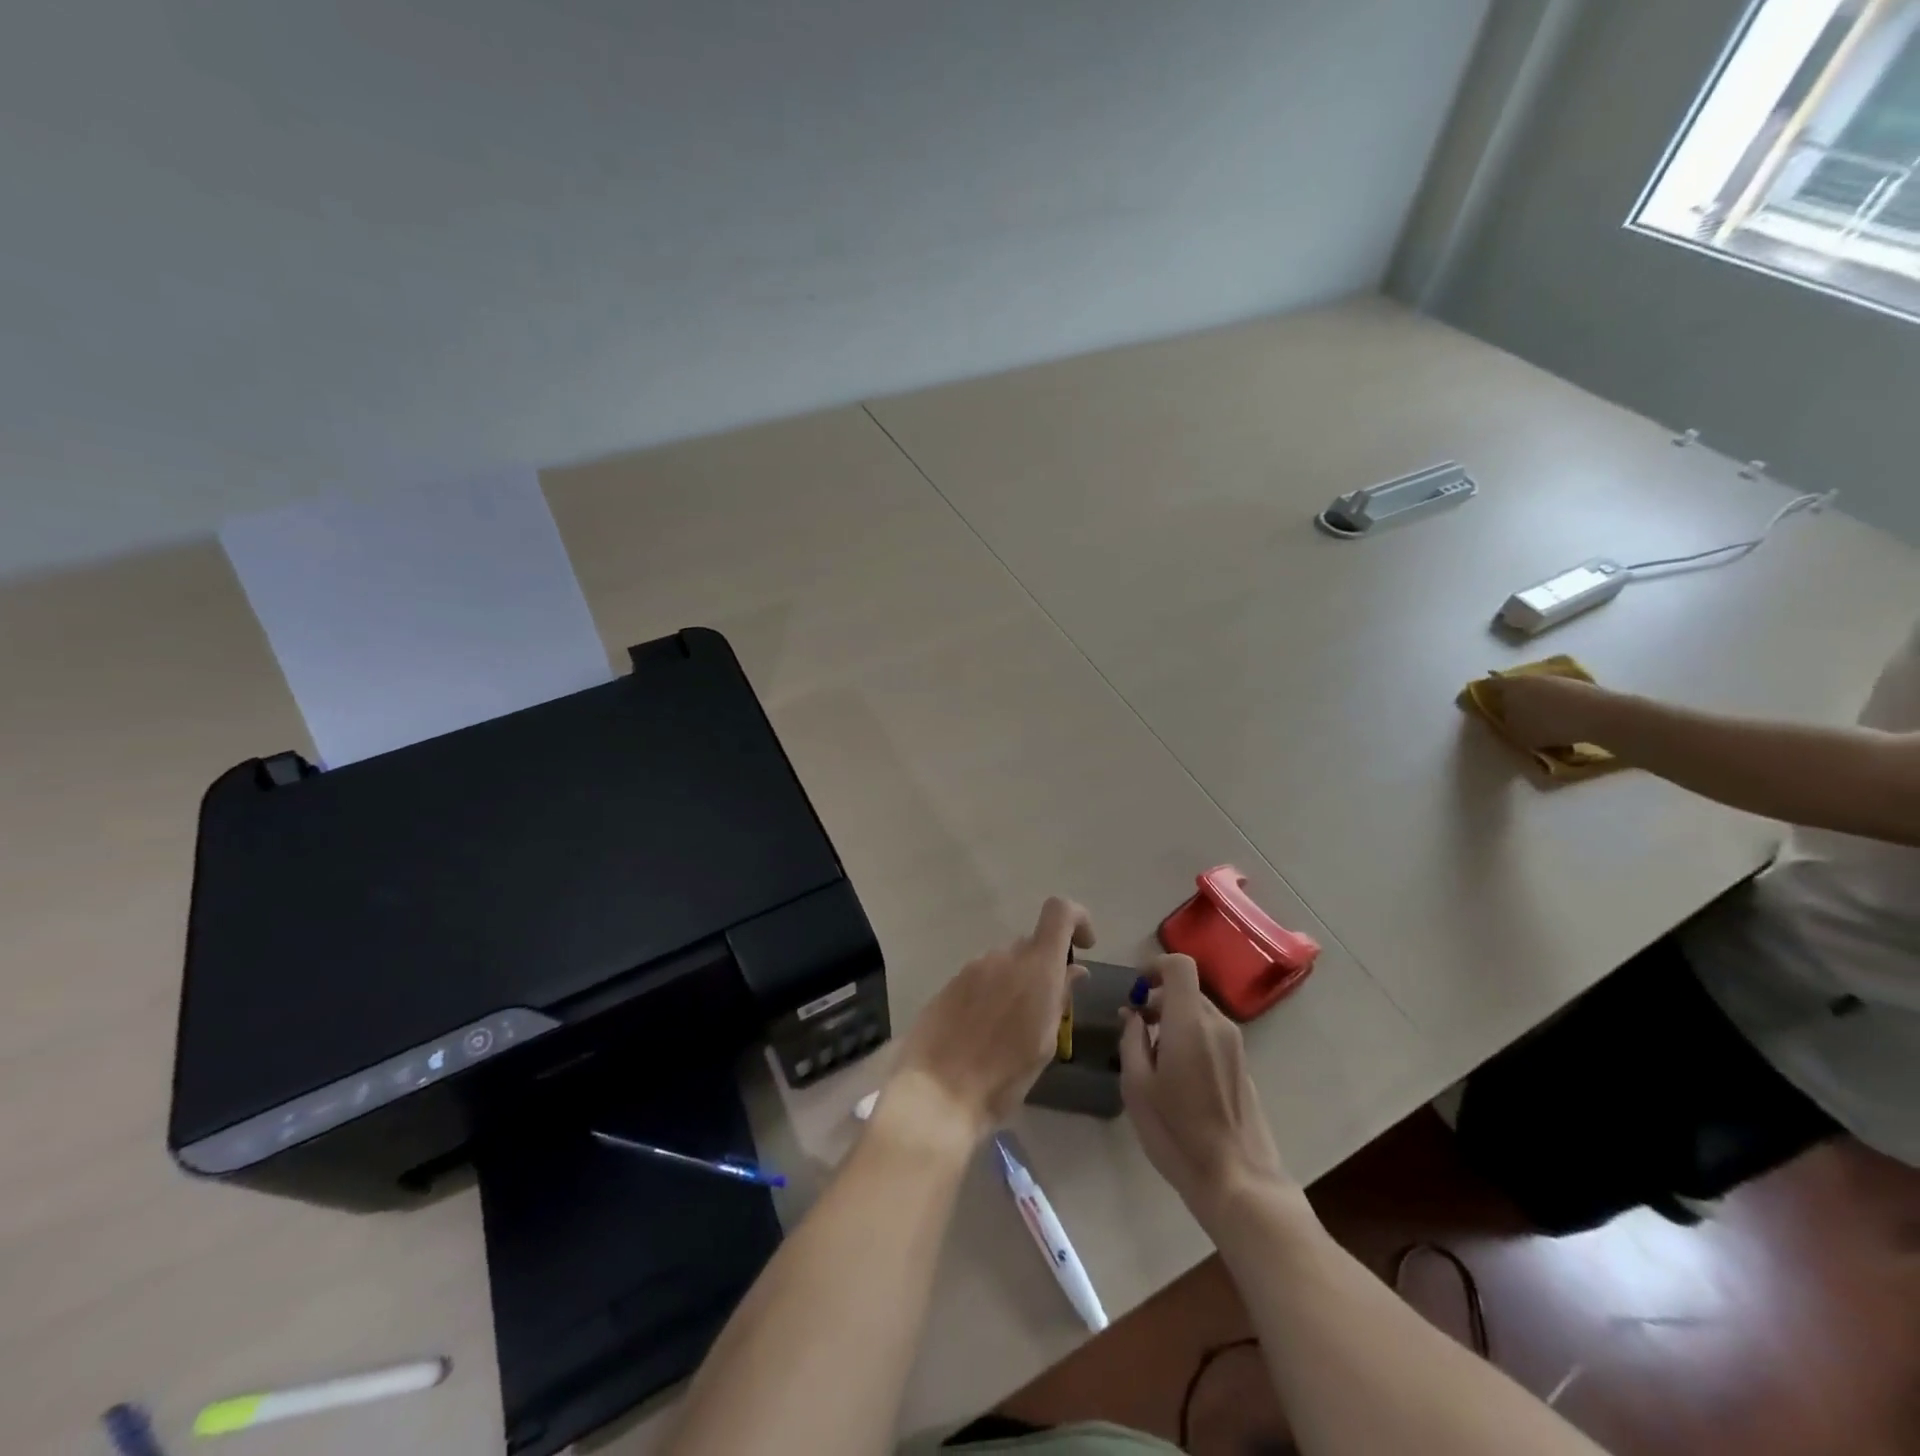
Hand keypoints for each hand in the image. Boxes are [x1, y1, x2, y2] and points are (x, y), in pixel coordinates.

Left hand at [886, 897, 1092, 1147]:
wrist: (936, 1094)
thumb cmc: (1002, 1078)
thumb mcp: (1044, 1044)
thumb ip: (1060, 998)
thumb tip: (1074, 970)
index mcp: (1035, 968)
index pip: (1059, 912)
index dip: (1077, 919)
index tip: (1083, 948)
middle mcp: (1003, 957)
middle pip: (1032, 944)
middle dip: (1044, 968)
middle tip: (1046, 1011)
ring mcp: (972, 967)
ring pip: (1005, 963)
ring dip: (1016, 984)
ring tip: (1011, 1030)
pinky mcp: (950, 982)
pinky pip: (981, 977)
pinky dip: (991, 994)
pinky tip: (984, 1031)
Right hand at [1119, 954, 1293, 1226]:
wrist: (1236, 1180)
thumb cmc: (1176, 1132)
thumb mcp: (1136, 1086)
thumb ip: (1131, 1040)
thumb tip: (1133, 1015)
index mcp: (1190, 1022)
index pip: (1180, 966)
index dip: (1155, 966)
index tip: (1136, 990)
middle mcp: (1217, 1025)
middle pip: (1187, 990)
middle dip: (1158, 999)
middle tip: (1135, 1028)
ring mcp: (1235, 1046)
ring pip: (1199, 1013)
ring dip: (1173, 1020)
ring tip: (1152, 1057)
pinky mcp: (1242, 1066)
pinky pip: (1211, 1035)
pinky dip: (1190, 1038)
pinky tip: (1177, 1077)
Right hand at [1479, 674, 1613, 750]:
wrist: (1600, 716)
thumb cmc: (1548, 725)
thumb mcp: (1516, 734)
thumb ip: (1504, 725)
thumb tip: (1503, 719)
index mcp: (1508, 686)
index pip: (1487, 686)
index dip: (1481, 695)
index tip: (1481, 706)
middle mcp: (1529, 677)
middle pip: (1512, 686)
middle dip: (1510, 699)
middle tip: (1510, 715)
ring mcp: (1554, 679)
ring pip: (1536, 690)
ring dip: (1533, 703)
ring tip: (1537, 720)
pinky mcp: (1575, 684)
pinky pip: (1556, 695)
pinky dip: (1553, 705)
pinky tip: (1559, 720)